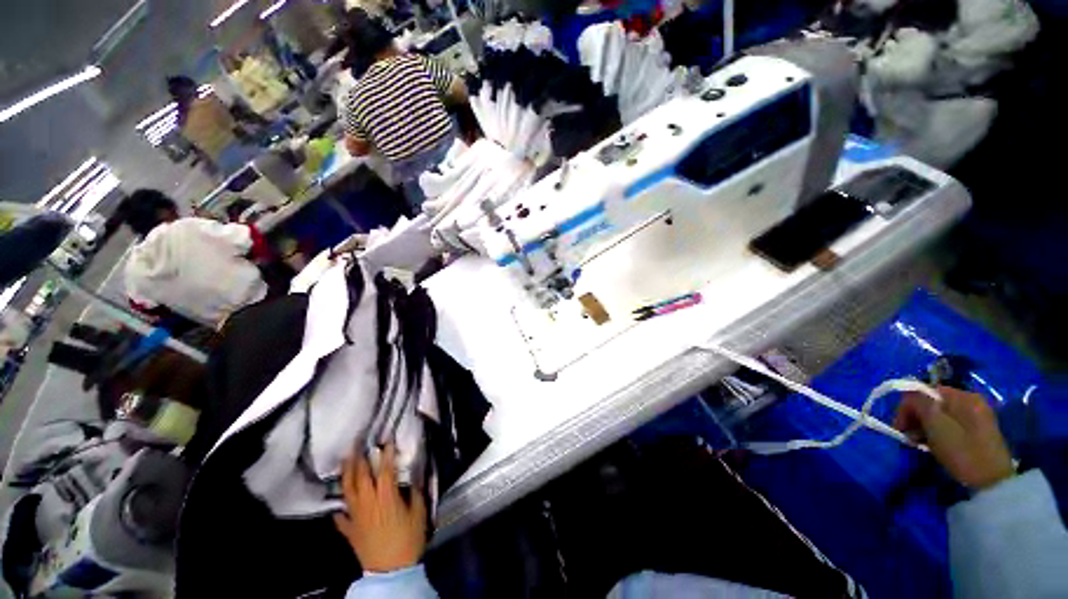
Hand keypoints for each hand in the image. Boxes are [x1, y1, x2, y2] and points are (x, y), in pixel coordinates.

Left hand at [333, 444, 427, 571]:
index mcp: (387, 497)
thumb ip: (416, 492)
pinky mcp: (350, 531)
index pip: (384, 470)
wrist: (390, 570)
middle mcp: (368, 503)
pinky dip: (338, 508)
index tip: (386, 440)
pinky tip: (337, 503)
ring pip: (348, 491)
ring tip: (345, 460)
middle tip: (357, 443)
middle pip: (361, 477)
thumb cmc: (408, 539)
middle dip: (359, 458)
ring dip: (346, 474)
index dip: (385, 454)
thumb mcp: (419, 513)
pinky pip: (341, 517)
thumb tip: (415, 476)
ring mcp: (356, 517)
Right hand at [894, 386, 1014, 490]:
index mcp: (962, 396)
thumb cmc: (963, 452)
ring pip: (941, 415)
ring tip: (920, 444)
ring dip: (925, 427)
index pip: (924, 391)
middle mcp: (971, 401)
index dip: (907, 407)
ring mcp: (977, 416)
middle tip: (908, 438)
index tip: (900, 427)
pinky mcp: (978, 431)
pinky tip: (935, 445)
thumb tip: (907, 393)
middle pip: (933, 402)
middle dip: (916, 418)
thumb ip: (920, 404)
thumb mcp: (937, 426)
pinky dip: (938, 433)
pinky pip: (951, 424)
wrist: (993, 482)